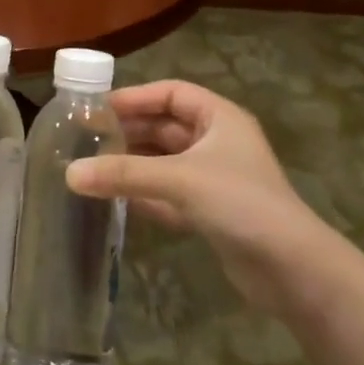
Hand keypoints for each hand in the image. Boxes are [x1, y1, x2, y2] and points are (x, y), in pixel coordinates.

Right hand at [67, 80, 342, 315]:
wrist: (294, 270)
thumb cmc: (240, 204)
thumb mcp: (179, 180)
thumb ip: (123, 173)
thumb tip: (69, 172)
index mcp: (220, 118)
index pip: (171, 93)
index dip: (135, 97)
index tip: (98, 108)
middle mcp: (218, 142)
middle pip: (164, 127)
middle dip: (128, 132)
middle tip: (86, 139)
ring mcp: (215, 179)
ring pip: (164, 162)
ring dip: (132, 164)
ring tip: (92, 167)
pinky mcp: (211, 212)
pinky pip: (169, 193)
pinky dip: (144, 194)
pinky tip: (115, 199)